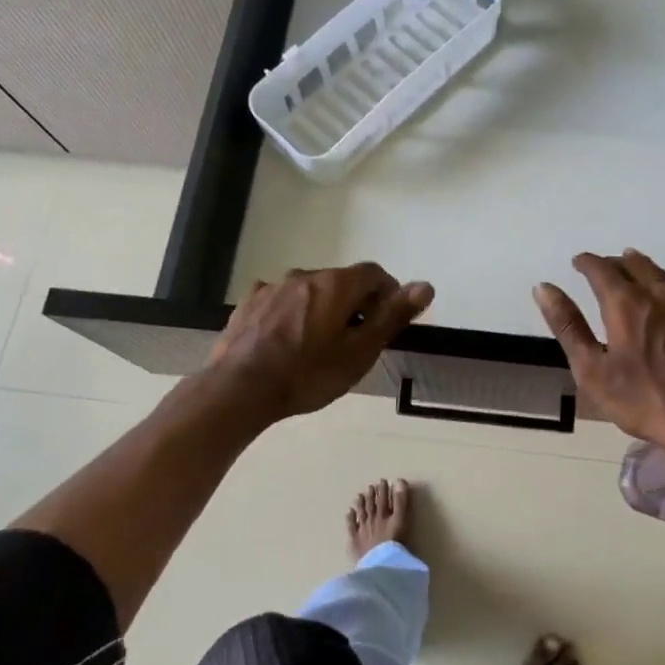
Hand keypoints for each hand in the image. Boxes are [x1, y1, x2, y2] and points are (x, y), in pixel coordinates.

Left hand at [207, 263, 433, 421]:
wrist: (239, 390)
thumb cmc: (307, 374)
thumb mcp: (359, 352)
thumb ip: (392, 316)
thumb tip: (425, 286)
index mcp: (335, 284)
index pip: (374, 273)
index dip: (387, 293)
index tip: (387, 320)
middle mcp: (305, 275)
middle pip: (341, 281)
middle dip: (354, 302)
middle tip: (355, 340)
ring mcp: (272, 287)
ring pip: (309, 290)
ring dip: (321, 307)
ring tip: (318, 343)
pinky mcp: (249, 303)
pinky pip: (280, 300)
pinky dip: (291, 312)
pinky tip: (285, 339)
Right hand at [533, 250, 664, 449]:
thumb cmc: (642, 400)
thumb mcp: (591, 369)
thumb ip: (567, 325)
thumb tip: (543, 288)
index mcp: (625, 302)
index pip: (600, 268)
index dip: (586, 263)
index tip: (578, 263)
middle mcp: (658, 291)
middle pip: (632, 263)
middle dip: (613, 263)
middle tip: (603, 270)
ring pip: (661, 273)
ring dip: (642, 270)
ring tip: (634, 274)